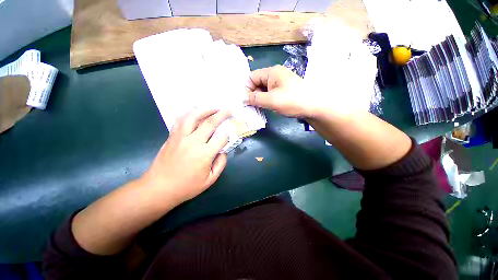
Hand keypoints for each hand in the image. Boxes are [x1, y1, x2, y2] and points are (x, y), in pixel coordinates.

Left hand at [141, 108, 229, 204]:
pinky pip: (180, 120)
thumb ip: (220, 164)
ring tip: (213, 107)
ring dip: (205, 109)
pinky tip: (195, 113)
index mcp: (204, 154)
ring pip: (193, 116)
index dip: (227, 136)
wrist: (159, 188)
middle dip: (222, 115)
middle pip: (210, 123)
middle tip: (228, 110)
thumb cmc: (186, 187)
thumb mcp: (210, 180)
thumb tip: (223, 151)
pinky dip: (189, 113)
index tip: (228, 136)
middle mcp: (193, 142)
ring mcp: (180, 137)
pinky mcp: (172, 136)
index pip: (221, 138)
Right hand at [245, 65, 311, 117]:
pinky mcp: (284, 91)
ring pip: (264, 90)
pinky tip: (267, 107)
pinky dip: (266, 100)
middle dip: (253, 95)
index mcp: (272, 72)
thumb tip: (243, 98)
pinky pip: (270, 94)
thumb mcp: (271, 100)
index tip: (245, 101)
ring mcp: (281, 83)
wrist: (315, 107)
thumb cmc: (293, 101)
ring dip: (259, 99)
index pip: (252, 77)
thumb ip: (255, 98)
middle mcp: (275, 75)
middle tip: (251, 107)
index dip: (246, 89)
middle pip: (257, 83)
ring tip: (259, 108)